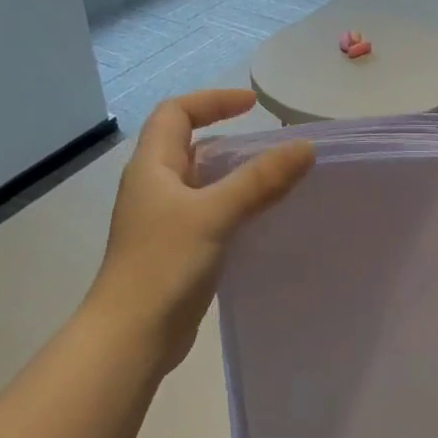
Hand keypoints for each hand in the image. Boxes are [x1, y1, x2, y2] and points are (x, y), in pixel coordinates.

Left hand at [92, 89, 313, 372]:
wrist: (132, 336)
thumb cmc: (163, 265)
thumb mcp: (214, 214)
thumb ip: (259, 180)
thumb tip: (305, 146)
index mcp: (152, 168)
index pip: (176, 114)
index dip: (212, 101)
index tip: (253, 105)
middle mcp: (156, 189)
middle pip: (192, 148)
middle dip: (232, 141)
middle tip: (275, 149)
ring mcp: (166, 222)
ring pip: (206, 185)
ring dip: (239, 178)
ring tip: (281, 182)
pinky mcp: (179, 251)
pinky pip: (213, 216)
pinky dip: (239, 210)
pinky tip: (265, 222)